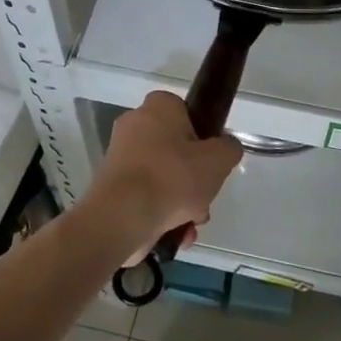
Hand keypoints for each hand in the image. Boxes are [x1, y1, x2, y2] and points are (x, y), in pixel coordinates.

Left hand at [88, 91, 242, 260]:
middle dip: (193, 179)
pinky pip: (145, 196)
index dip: (202, 135)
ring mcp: (120, 158)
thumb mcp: (218, 160)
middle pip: (175, 149)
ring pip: (162, 177)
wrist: (123, 217)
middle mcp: (134, 125)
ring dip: (181, 202)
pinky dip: (161, 213)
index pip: (185, 111)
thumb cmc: (173, 177)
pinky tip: (176, 234)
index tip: (210, 159)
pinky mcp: (111, 188)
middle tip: (204, 196)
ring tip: (191, 223)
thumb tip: (225, 148)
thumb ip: (229, 149)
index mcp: (158, 107)